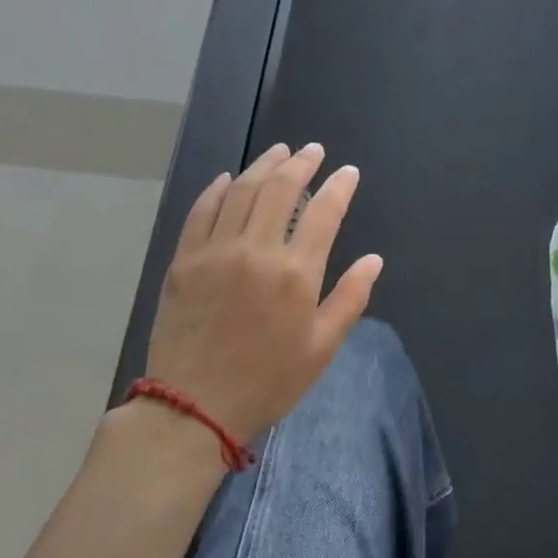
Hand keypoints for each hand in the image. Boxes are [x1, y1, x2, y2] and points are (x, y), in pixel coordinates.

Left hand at [141, 143, 381, 445]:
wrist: (193, 407)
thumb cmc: (267, 381)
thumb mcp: (321, 348)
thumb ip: (350, 299)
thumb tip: (373, 260)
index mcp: (295, 274)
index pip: (324, 213)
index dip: (339, 187)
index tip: (348, 172)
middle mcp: (256, 250)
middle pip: (280, 190)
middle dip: (300, 163)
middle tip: (312, 151)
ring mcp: (215, 251)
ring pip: (241, 192)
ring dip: (263, 166)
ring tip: (279, 152)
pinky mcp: (184, 260)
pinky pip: (202, 212)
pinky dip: (217, 189)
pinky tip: (229, 178)